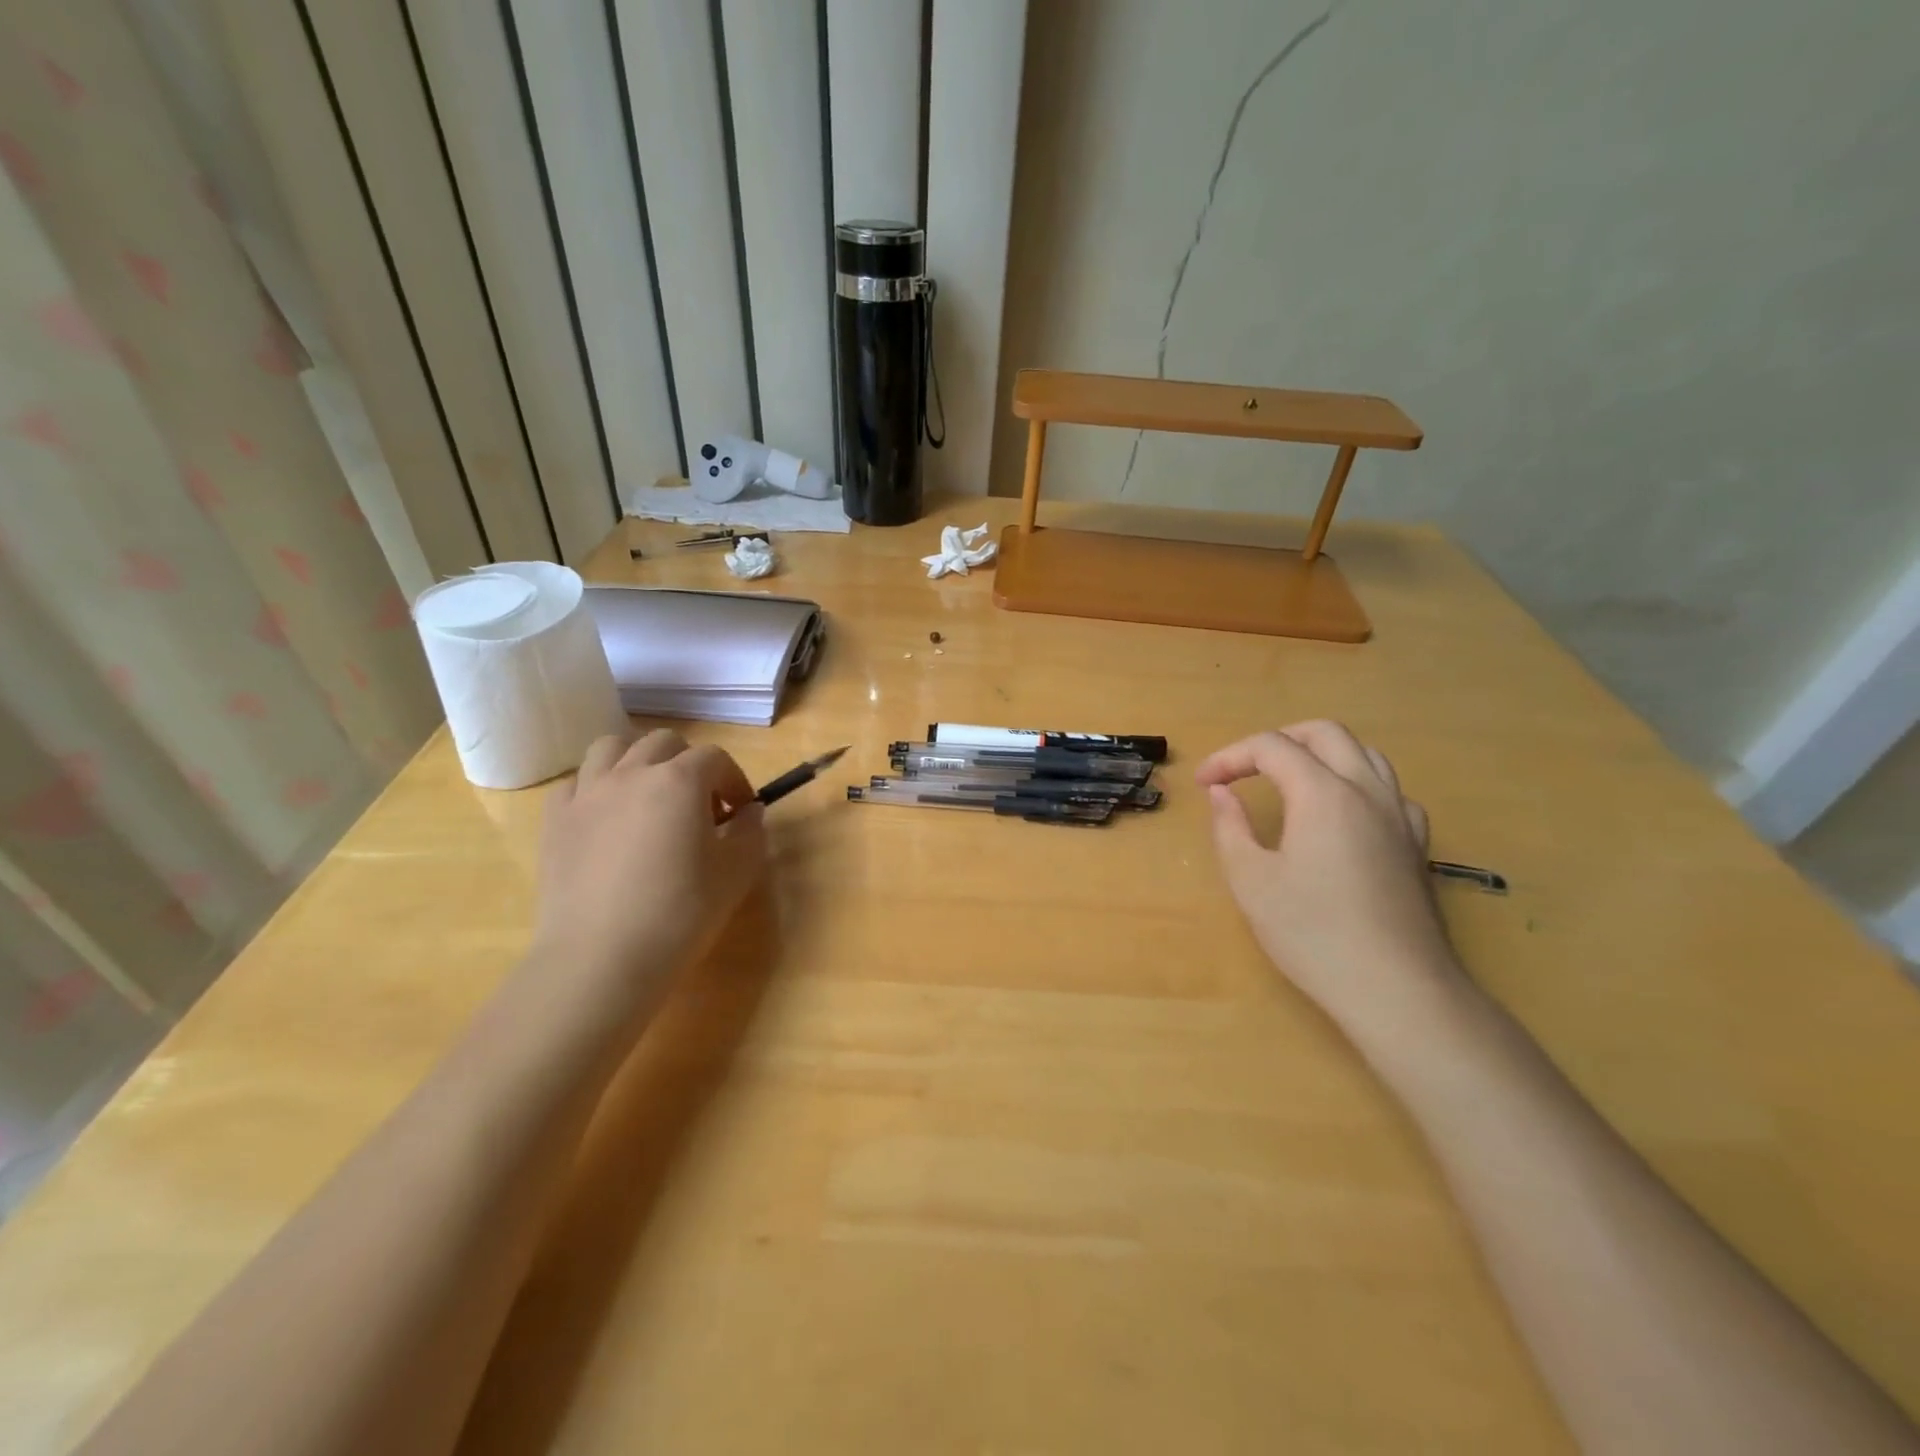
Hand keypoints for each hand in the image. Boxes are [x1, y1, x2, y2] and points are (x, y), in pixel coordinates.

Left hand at [530, 729, 766, 1014]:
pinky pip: (576, 783)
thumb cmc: (680, 913)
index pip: (715, 758)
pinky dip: (596, 789)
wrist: (601, 958)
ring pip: (611, 748)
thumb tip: (749, 813)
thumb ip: (750, 833)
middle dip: (689, 764)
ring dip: (637, 761)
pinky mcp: (555, 820)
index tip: (740, 812)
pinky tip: (606, 819)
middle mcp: (632, 773)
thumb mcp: (735, 873)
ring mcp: (587, 793)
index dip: (734, 780)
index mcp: (680, 781)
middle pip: (664, 743)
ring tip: (648, 796)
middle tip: (699, 805)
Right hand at [1196, 722, 1462, 1036]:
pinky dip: (1356, 783)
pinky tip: (1342, 814)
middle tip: (1244, 769)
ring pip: (1364, 753)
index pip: (1271, 747)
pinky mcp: (1417, 844)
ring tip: (1289, 780)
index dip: (1230, 757)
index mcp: (1323, 794)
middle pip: (1324, 733)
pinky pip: (1389, 790)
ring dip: (1320, 753)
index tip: (1203, 783)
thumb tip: (1221, 793)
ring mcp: (1400, 816)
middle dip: (1277, 740)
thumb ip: (1230, 827)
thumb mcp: (1251, 881)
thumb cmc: (1313, 934)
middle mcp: (1367, 791)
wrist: (1397, 989)